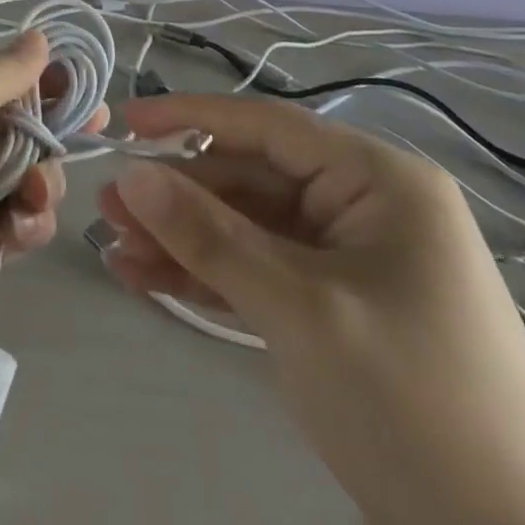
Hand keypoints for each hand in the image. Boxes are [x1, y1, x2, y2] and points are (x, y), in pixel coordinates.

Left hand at [0, 32, 97, 411]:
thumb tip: (38, 38)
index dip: (43, 77)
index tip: (87, 89)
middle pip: (17, 123)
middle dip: (52, 130)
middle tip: (90, 134)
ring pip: (25, 173)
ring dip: (43, 182)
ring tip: (33, 202)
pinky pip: (18, 222)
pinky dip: (29, 224)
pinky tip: (19, 236)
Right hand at [99, 96, 524, 524]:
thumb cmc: (415, 406)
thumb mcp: (301, 311)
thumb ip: (210, 237)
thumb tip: (131, 176)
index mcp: (379, 182)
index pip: (268, 126)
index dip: (191, 117)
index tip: (126, 121)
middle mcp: (365, 207)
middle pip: (251, 180)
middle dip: (179, 196)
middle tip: (108, 209)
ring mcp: (350, 261)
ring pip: (248, 228)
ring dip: (185, 239)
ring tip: (116, 249)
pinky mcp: (336, 310)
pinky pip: (261, 272)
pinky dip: (210, 275)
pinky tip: (150, 279)